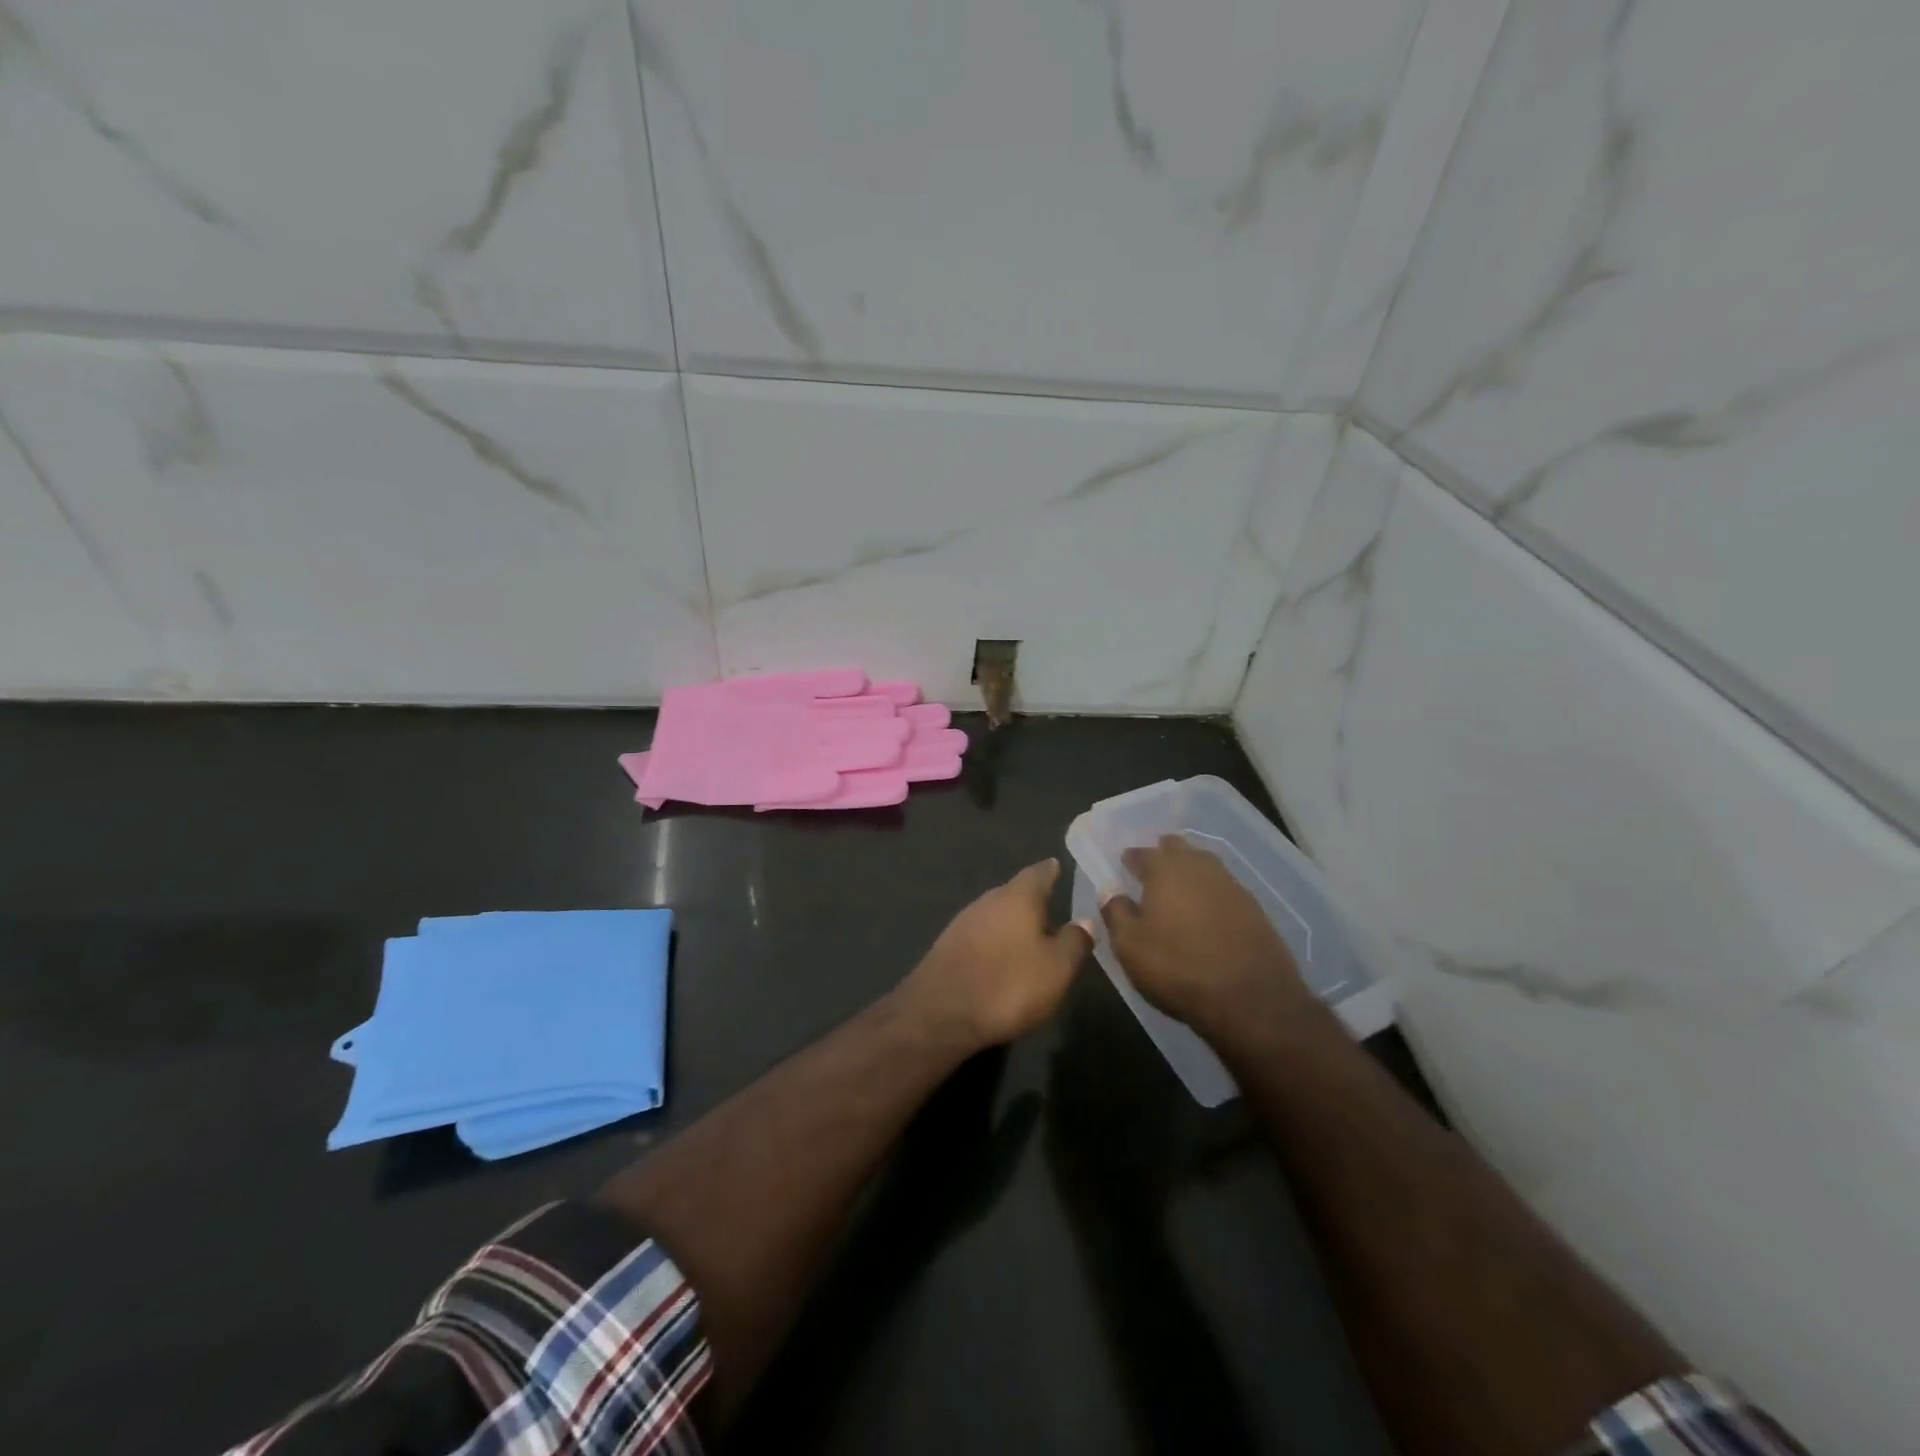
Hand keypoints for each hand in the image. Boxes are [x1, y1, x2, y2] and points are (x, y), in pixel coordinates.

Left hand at [900, 859, 1091, 1050]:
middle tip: (1050, 905)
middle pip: (1013, 892)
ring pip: (994, 913)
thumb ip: (1074, 941)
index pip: (1038, 873)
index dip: (1050, 870)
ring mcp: (962, 922)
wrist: (940, 1013)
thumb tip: (1085, 920)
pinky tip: (1001, 956)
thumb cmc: (1008, 984)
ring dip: (1011, 921)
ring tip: (1029, 933)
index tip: (1057, 865)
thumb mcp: (1057, 968)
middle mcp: (987, 900)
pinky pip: (979, 935)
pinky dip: (994, 940)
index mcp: (1017, 897)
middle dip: (1031, 898)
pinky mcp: (947, 947)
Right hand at [1100, 835, 1310, 1037]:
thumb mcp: (1130, 946)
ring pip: (1205, 865)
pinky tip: (1207, 911)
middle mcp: (1200, 867)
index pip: (1142, 853)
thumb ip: (1116, 913)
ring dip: (1190, 871)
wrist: (1252, 999)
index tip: (1125, 867)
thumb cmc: (1178, 968)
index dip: (1131, 859)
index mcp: (1165, 869)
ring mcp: (1232, 886)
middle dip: (1164, 854)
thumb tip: (1111, 892)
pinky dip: (1211, 893)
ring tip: (1179, 889)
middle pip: (1179, 849)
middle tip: (1152, 870)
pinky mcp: (1255, 909)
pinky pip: (1224, 889)